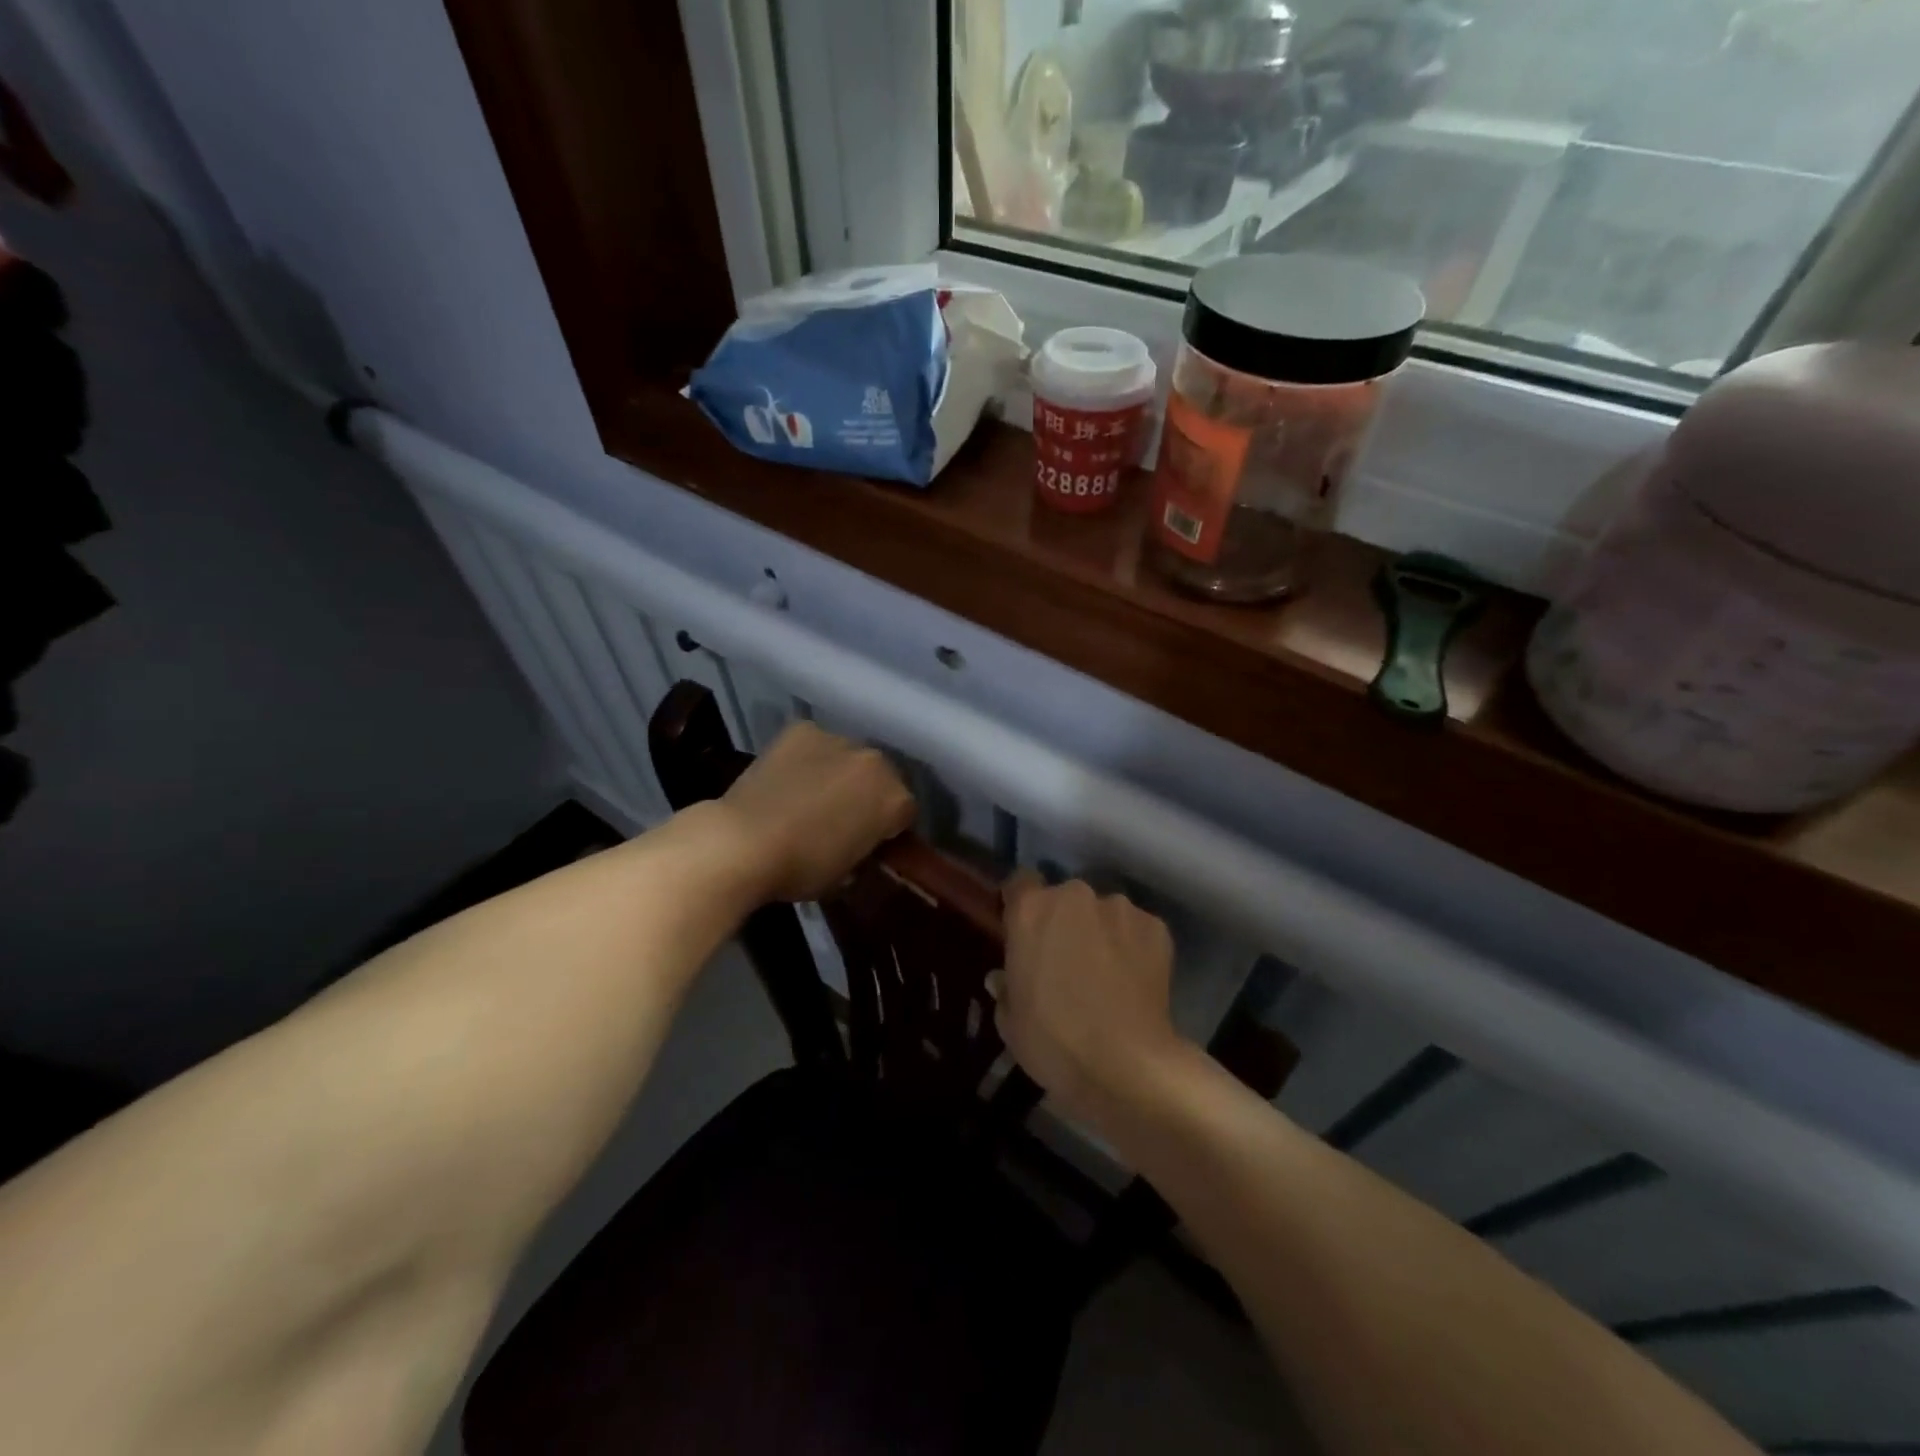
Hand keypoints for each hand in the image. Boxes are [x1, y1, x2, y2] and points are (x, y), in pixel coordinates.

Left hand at [716, 722, 915, 902]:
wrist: (743, 842)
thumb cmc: (801, 868)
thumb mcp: (846, 874)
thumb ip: (864, 851)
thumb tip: (858, 846)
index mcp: (894, 799)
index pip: (905, 812)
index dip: (890, 829)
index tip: (872, 842)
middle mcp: (875, 761)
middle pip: (882, 776)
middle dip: (868, 794)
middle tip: (844, 818)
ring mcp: (838, 739)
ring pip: (849, 757)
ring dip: (840, 773)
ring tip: (813, 796)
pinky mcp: (801, 730)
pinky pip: (815, 744)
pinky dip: (808, 758)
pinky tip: (790, 778)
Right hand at [995, 873, 1186, 1130]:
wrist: (1125, 1064)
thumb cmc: (1052, 1040)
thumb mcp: (1010, 1021)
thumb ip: (1006, 988)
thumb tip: (1004, 978)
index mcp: (1031, 910)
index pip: (1020, 882)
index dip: (1022, 904)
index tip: (1025, 931)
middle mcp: (1074, 896)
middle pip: (1066, 899)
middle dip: (1066, 922)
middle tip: (1068, 960)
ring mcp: (1119, 908)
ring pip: (1105, 913)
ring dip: (1102, 933)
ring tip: (1108, 974)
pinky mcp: (1156, 927)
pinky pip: (1137, 930)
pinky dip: (1134, 947)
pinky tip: (1134, 981)